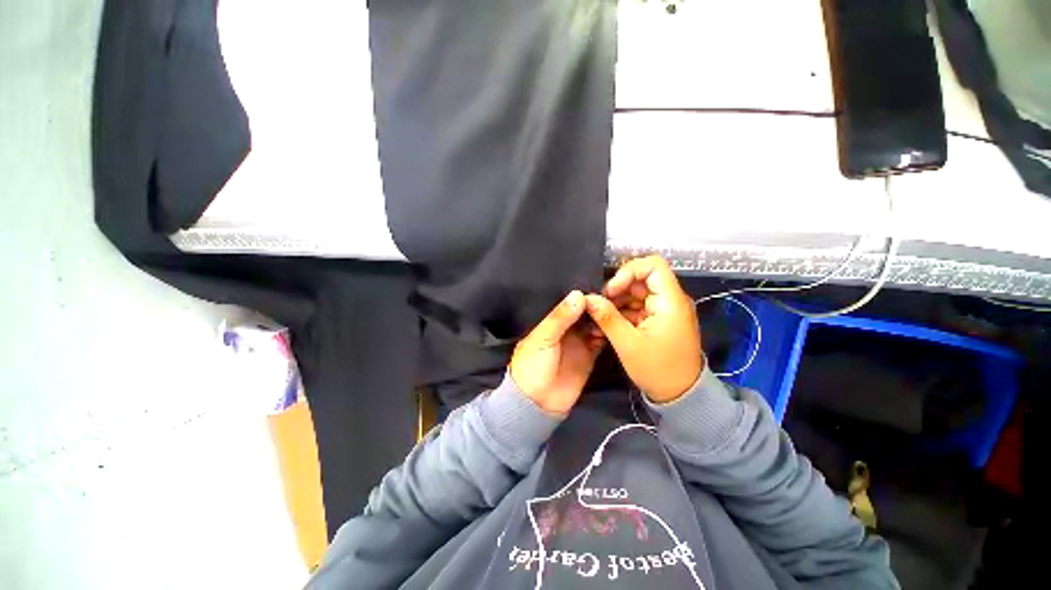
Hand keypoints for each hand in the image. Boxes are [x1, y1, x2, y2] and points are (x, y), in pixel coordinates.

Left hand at [509, 291, 605, 414]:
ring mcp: (579, 342)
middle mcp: (566, 329)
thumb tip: (578, 294)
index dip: (582, 296)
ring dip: (603, 318)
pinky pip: (601, 341)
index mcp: (551, 322)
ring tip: (618, 308)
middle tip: (615, 294)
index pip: (569, 304)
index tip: (600, 284)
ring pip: (594, 325)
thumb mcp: (543, 338)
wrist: (537, 402)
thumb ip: (560, 317)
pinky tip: (616, 325)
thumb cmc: (533, 366)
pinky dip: (607, 334)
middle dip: (596, 305)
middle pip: (584, 313)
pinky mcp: (589, 355)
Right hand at [584, 256, 703, 403]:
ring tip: (598, 318)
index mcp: (670, 302)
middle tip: (599, 306)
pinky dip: (621, 312)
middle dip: (617, 289)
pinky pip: (636, 307)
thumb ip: (607, 318)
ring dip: (616, 302)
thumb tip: (588, 299)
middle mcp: (670, 300)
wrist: (681, 396)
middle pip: (641, 279)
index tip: (611, 290)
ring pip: (636, 293)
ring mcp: (664, 310)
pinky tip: (606, 324)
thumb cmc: (658, 370)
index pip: (653, 265)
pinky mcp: (658, 319)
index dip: (629, 271)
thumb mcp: (628, 344)